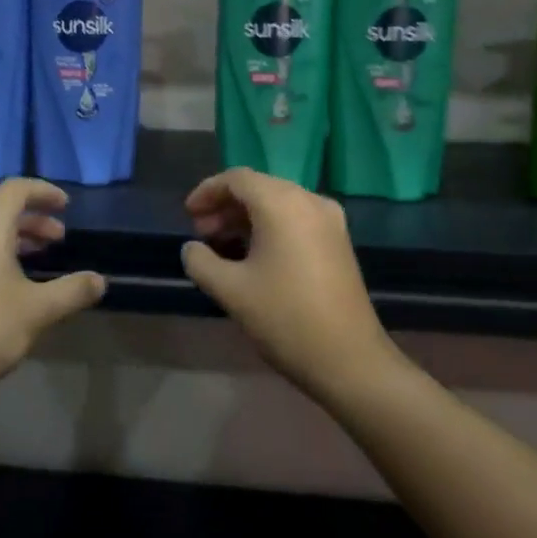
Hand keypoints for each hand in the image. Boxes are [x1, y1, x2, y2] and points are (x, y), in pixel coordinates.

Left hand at [0, 178, 106, 410]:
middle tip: (59, 238)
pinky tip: (9, 279)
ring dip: (13, 235)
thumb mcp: (37, 311)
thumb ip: (72, 290)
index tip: (67, 206)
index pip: (16, 189)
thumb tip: (100, 281)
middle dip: (32, 217)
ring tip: (40, 255)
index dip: (44, 192)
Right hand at [180, 169, 396, 395]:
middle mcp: (309, 201)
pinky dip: (270, 227)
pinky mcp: (338, 242)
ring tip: (222, 246)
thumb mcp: (230, 290)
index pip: (237, 179)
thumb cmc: (284, 318)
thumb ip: (201, 261)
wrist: (348, 359)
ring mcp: (329, 221)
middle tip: (201, 233)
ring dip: (246, 218)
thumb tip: (192, 248)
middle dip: (226, 206)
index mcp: (282, 204)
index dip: (208, 191)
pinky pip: (296, 219)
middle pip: (259, 187)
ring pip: (278, 203)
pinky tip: (253, 255)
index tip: (187, 215)